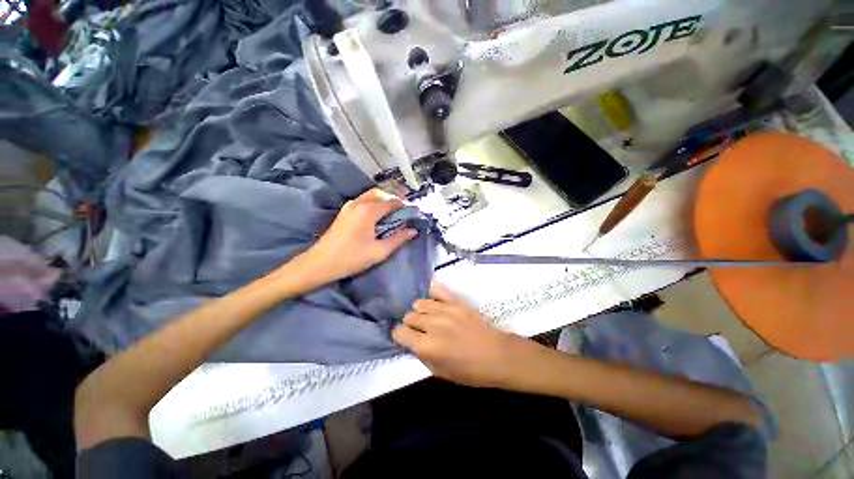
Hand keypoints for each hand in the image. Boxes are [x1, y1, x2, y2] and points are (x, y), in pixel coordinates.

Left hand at [300, 189, 417, 282]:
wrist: (320, 263)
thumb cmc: (351, 258)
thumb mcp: (379, 251)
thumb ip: (398, 239)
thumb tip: (413, 230)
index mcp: (368, 211)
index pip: (392, 203)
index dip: (405, 207)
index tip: (414, 215)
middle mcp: (359, 202)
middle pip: (381, 194)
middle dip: (395, 201)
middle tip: (404, 215)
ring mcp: (349, 205)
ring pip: (372, 195)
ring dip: (384, 201)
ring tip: (393, 216)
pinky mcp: (345, 211)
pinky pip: (364, 200)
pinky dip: (375, 203)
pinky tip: (379, 217)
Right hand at [392, 282, 546, 388]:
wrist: (497, 355)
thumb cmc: (470, 371)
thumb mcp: (441, 372)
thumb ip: (422, 356)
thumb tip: (412, 343)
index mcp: (426, 346)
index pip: (399, 332)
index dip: (400, 336)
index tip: (405, 338)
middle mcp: (432, 325)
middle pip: (408, 316)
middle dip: (410, 324)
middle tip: (421, 331)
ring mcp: (444, 310)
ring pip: (419, 303)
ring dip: (420, 311)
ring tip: (429, 318)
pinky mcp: (455, 301)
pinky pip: (436, 290)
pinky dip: (433, 295)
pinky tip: (436, 303)